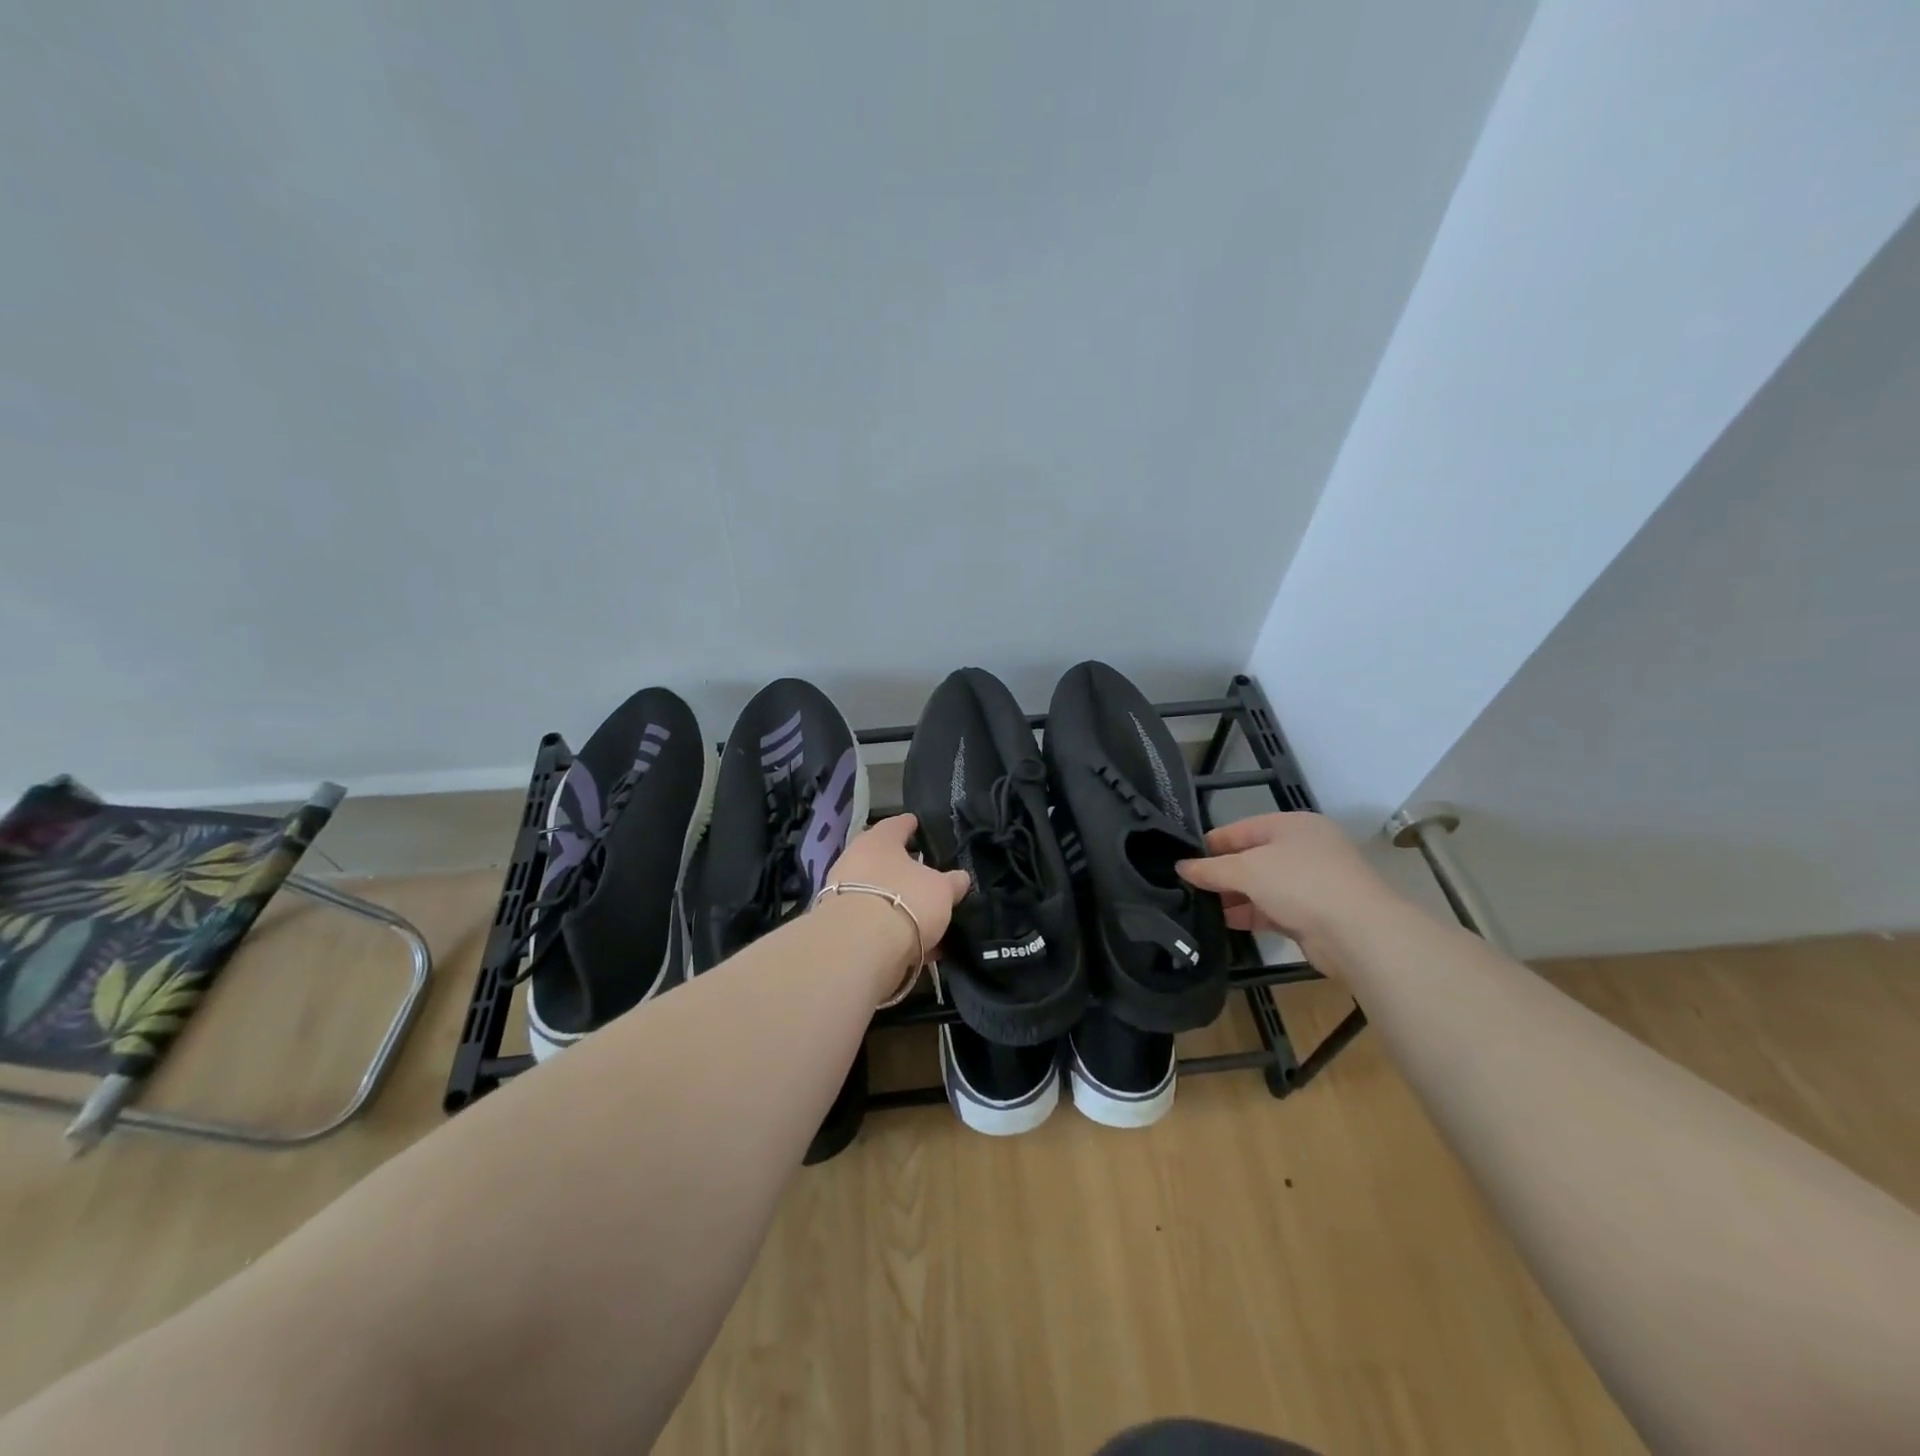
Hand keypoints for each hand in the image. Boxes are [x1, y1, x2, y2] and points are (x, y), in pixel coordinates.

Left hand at [825, 813, 970, 957]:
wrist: (858, 948)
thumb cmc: (905, 900)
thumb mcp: (942, 889)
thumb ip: (952, 882)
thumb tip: (960, 878)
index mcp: (878, 840)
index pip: (897, 825)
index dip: (911, 825)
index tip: (918, 824)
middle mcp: (855, 860)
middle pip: (883, 860)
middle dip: (903, 869)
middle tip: (925, 876)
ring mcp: (843, 894)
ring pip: (878, 894)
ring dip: (898, 904)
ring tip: (925, 918)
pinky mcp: (840, 926)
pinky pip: (874, 923)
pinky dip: (893, 930)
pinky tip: (915, 945)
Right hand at [1175, 812, 1396, 953]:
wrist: (1359, 933)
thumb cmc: (1301, 883)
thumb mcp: (1248, 869)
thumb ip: (1211, 869)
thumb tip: (1181, 867)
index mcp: (1292, 825)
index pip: (1240, 829)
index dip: (1211, 844)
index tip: (1182, 860)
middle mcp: (1303, 849)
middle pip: (1251, 858)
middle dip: (1221, 873)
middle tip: (1187, 887)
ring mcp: (1311, 882)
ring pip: (1262, 886)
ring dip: (1233, 897)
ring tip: (1199, 907)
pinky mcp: (1313, 914)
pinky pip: (1273, 909)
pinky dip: (1250, 914)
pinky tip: (1224, 923)